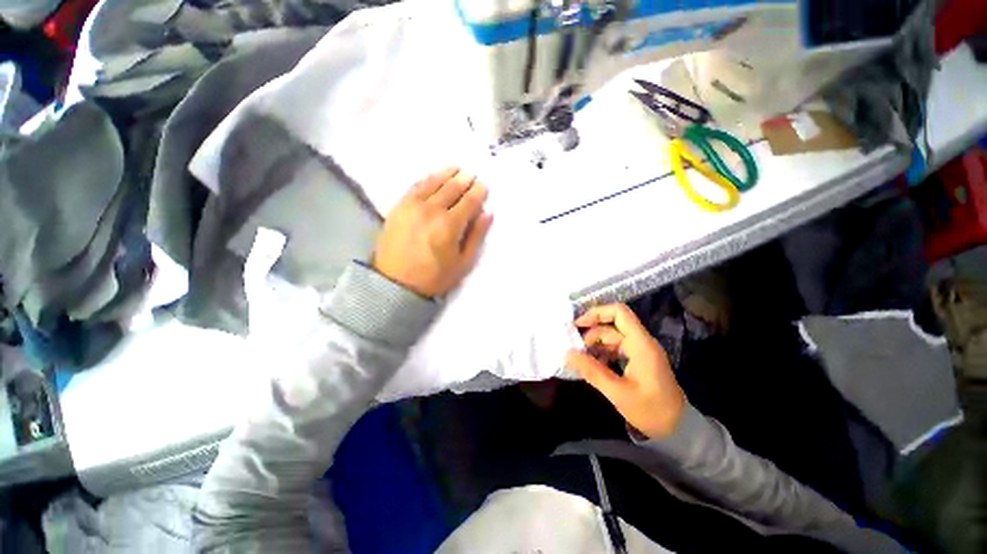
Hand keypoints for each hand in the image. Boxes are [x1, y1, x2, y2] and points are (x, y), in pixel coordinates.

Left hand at [372, 167, 492, 297]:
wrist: (395, 283)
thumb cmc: (434, 277)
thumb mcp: (462, 263)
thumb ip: (476, 237)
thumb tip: (487, 214)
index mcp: (450, 225)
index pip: (468, 201)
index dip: (478, 192)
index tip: (483, 186)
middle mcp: (432, 210)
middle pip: (452, 188)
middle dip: (464, 180)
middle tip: (471, 175)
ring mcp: (412, 206)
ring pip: (433, 183)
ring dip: (447, 174)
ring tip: (456, 169)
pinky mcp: (399, 207)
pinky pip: (415, 186)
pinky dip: (427, 179)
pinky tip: (433, 177)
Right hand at [566, 304, 685, 438]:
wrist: (677, 429)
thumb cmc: (651, 411)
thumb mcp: (618, 393)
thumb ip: (592, 371)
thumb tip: (567, 354)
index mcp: (640, 344)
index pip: (619, 313)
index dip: (597, 313)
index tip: (577, 325)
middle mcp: (640, 342)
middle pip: (611, 325)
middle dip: (590, 333)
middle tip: (573, 348)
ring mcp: (639, 350)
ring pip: (611, 337)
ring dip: (594, 344)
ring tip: (579, 358)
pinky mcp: (637, 359)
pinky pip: (615, 348)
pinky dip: (601, 352)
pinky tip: (591, 365)